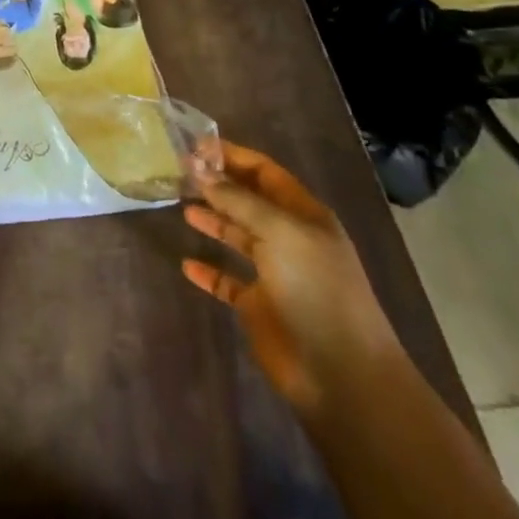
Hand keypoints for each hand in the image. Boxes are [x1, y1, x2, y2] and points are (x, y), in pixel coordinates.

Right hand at [181, 141, 401, 415]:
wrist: (340, 371)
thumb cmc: (316, 290)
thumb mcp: (280, 232)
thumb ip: (238, 200)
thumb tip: (199, 168)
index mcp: (304, 215)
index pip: (265, 172)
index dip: (233, 156)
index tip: (194, 147)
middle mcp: (289, 238)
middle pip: (249, 201)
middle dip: (218, 184)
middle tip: (179, 171)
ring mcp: (274, 273)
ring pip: (237, 236)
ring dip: (213, 220)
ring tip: (181, 206)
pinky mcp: (258, 306)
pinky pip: (227, 281)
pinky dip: (208, 271)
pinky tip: (187, 264)